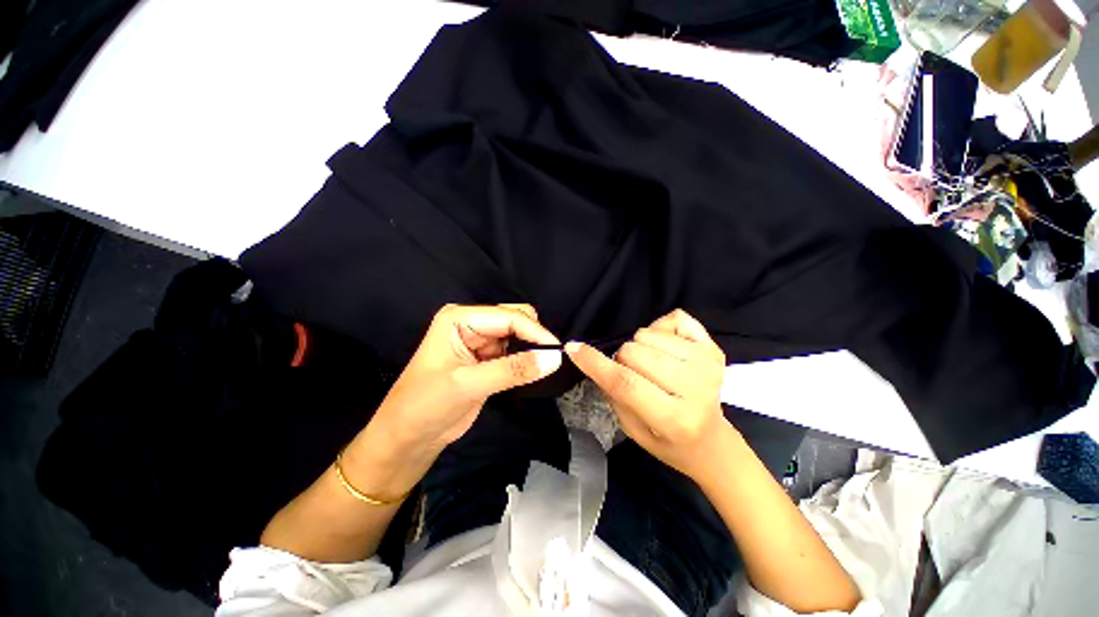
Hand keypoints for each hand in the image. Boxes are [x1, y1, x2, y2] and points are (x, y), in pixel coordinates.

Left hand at [366, 303, 562, 457]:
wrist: (408, 437)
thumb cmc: (425, 406)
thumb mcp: (468, 385)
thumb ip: (513, 370)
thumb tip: (554, 359)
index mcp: (459, 318)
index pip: (508, 317)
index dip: (535, 332)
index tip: (558, 351)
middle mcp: (470, 322)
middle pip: (515, 319)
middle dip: (533, 336)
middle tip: (551, 359)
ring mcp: (479, 339)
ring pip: (517, 335)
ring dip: (531, 348)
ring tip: (541, 366)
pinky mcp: (486, 357)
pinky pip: (514, 351)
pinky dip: (525, 359)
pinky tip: (530, 369)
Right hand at [565, 309, 729, 480]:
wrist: (710, 441)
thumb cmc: (667, 440)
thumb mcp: (631, 429)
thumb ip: (613, 393)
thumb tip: (593, 357)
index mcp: (673, 419)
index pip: (626, 383)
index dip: (595, 363)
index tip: (573, 348)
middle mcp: (695, 389)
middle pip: (633, 353)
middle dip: (621, 360)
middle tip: (632, 373)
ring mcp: (707, 365)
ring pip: (647, 334)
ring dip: (640, 347)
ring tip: (652, 365)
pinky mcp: (714, 348)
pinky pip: (674, 318)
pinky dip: (661, 329)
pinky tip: (668, 350)